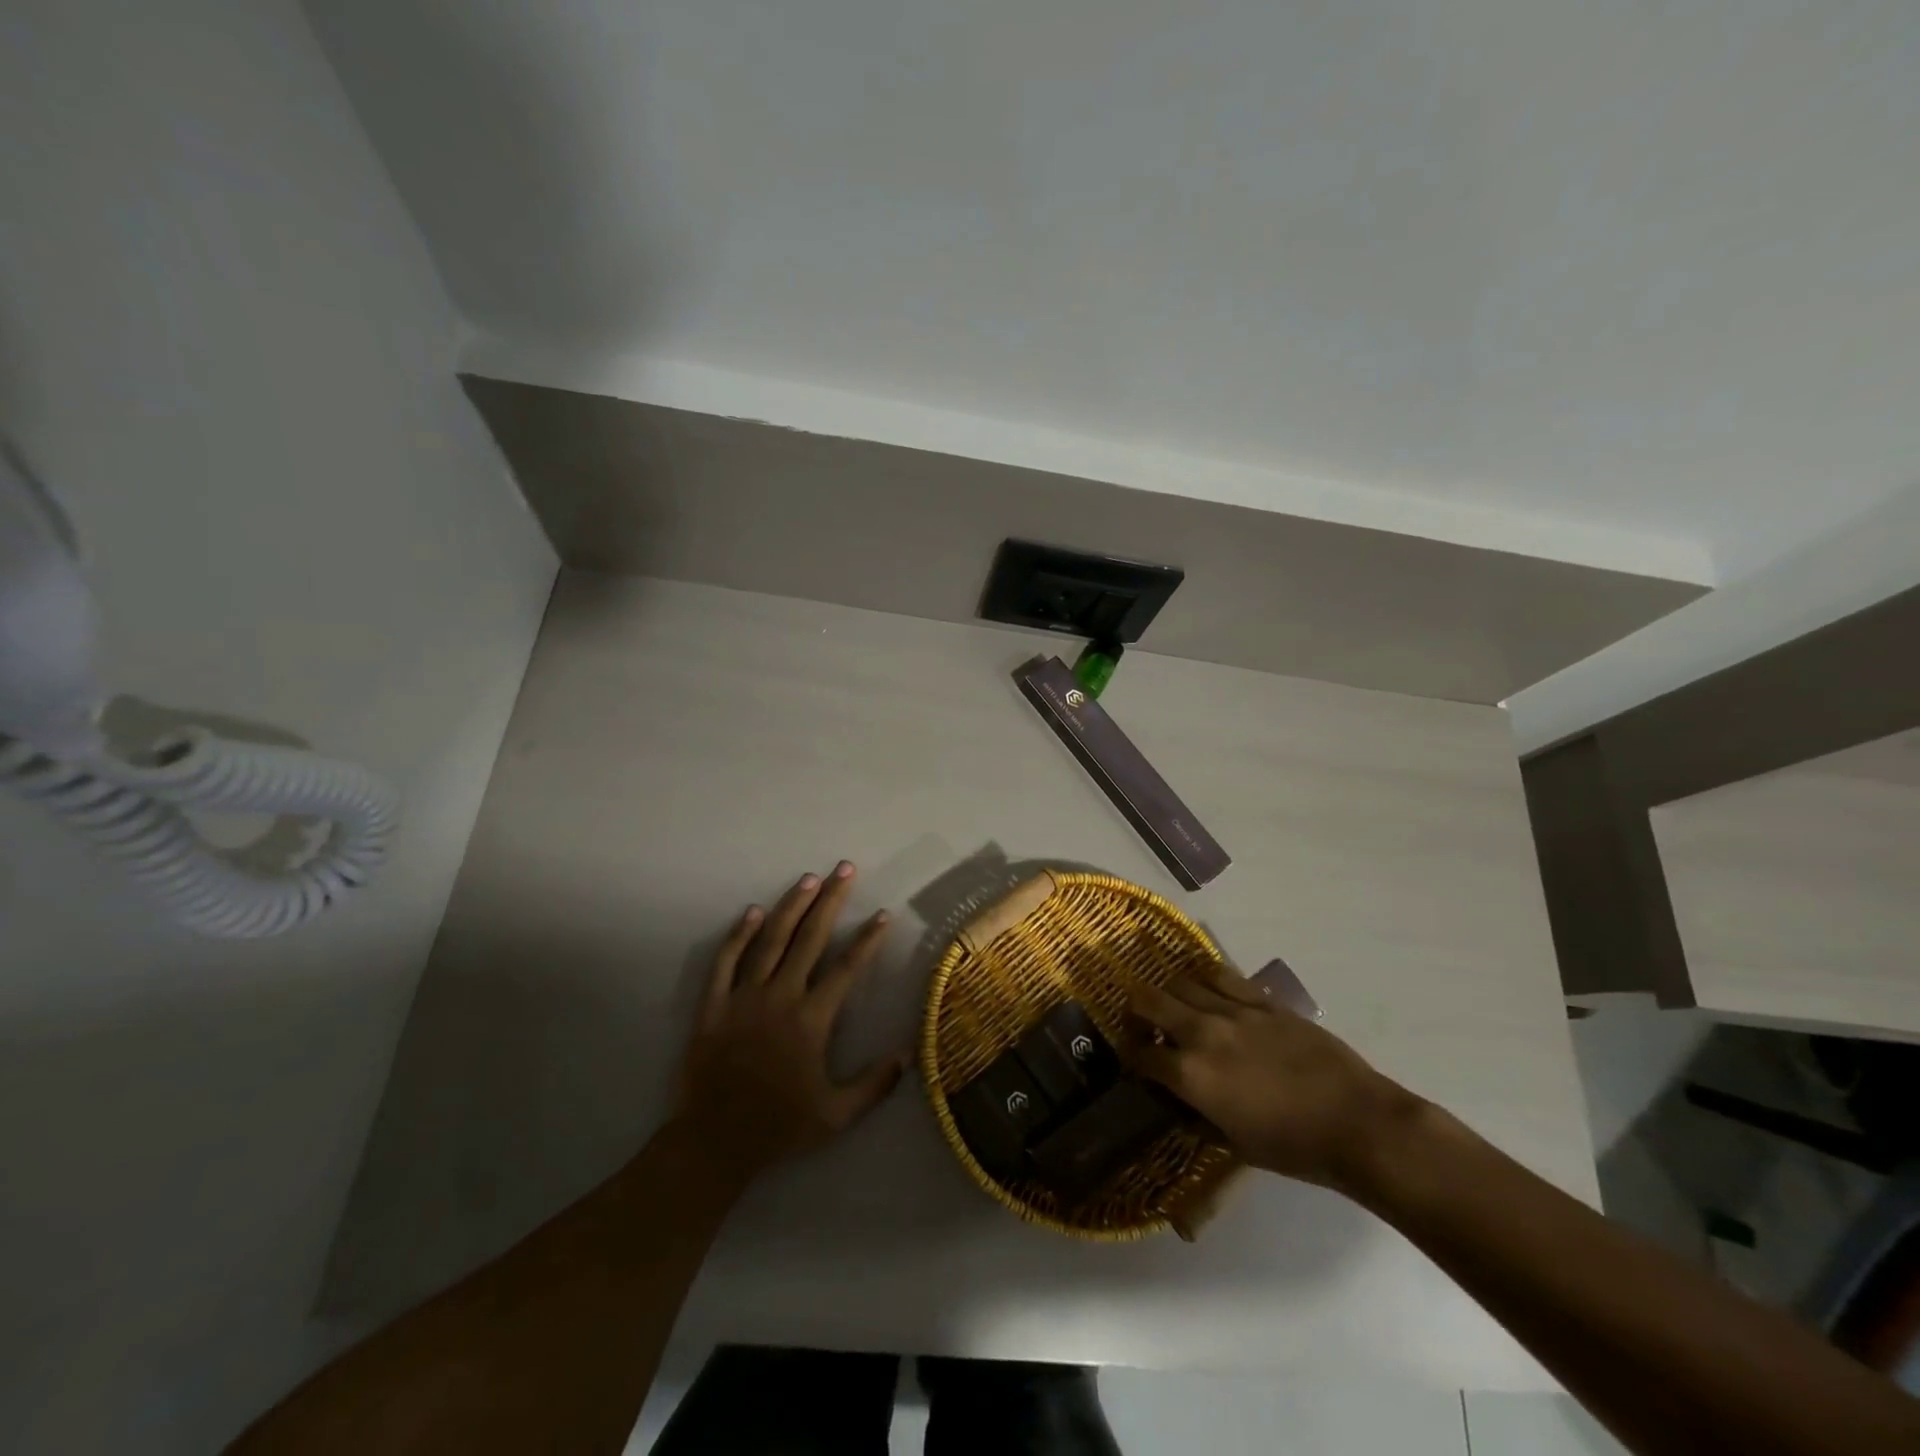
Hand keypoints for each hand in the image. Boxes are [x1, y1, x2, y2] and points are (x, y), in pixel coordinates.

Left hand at [672, 862, 906, 1180]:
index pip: (846, 968)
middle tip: (844, 869)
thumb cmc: (778, 1128)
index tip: (883, 914)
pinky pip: (725, 962)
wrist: (713, 1144)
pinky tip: (751, 911)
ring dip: (791, 907)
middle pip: (809, 939)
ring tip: (808, 879)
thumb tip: (910, 1053)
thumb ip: (875, 1084)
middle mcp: (780, 997)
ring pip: (770, 940)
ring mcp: (743, 998)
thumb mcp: (836, 1116)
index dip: (867, 939)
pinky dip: (738, 934)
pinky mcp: (713, 1005)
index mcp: (811, 1020)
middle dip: (830, 900)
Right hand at [1128, 964, 1421, 1190]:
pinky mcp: (1263, 1001)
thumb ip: (1198, 1114)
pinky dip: (1205, 978)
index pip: (1141, 1054)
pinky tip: (1206, 987)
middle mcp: (1203, 1033)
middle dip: (1135, 1007)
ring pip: (1182, 981)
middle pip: (1150, 1000)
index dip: (1130, 1054)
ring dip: (1169, 991)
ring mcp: (1234, 1011)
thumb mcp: (1234, 1143)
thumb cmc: (1294, 1148)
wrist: (1357, 1124)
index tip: (1133, 1057)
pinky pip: (1222, 975)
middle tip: (1139, 1017)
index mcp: (1191, 1075)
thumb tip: (1179, 1098)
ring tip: (1173, 1002)